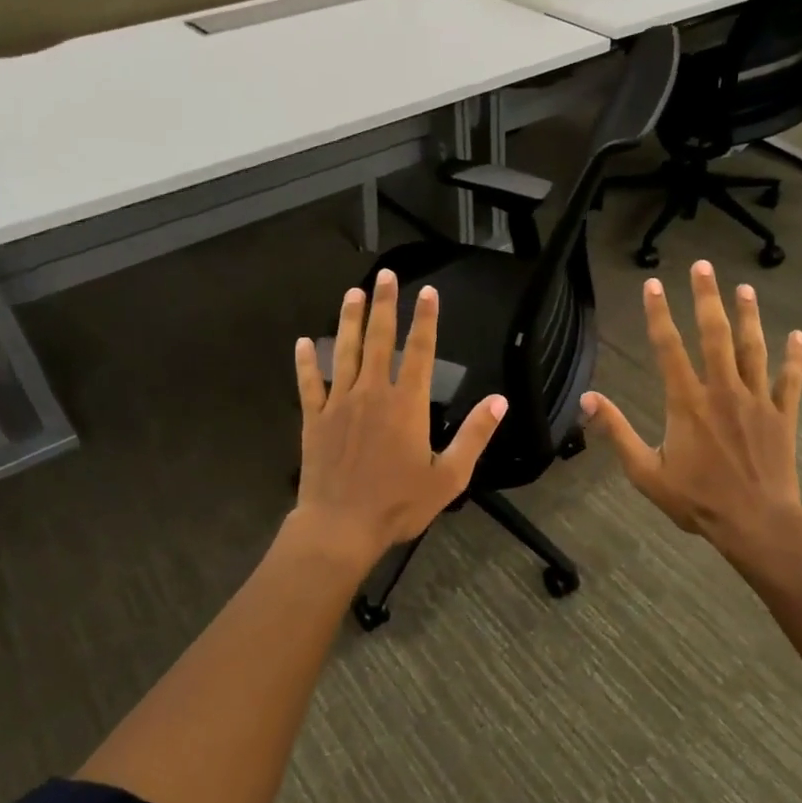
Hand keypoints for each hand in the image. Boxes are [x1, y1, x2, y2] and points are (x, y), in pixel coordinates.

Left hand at [293, 270, 505, 567]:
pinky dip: (305, 362)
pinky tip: (302, 343)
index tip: (427, 291)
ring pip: (344, 352)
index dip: (425, 319)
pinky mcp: (314, 420)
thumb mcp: (449, 476)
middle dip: (384, 305)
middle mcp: (371, 393)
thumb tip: (499, 401)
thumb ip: (474, 435)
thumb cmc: (398, 504)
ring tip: (352, 293)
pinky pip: (309, 384)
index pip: (418, 351)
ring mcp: (338, 404)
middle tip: (384, 275)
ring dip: (348, 320)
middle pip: (378, 340)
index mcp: (406, 404)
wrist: (340, 527)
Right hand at [582, 261, 801, 563]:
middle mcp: (722, 391)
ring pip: (753, 349)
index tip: (653, 285)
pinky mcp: (783, 416)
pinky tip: (797, 335)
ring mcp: (757, 401)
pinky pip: (790, 380)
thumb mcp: (645, 471)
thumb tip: (587, 399)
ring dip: (749, 316)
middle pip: (714, 335)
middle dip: (707, 298)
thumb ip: (617, 432)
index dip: (659, 314)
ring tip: (745, 288)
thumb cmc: (696, 500)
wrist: (755, 523)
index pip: (669, 348)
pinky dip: (794, 357)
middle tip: (703, 266)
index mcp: (687, 402)